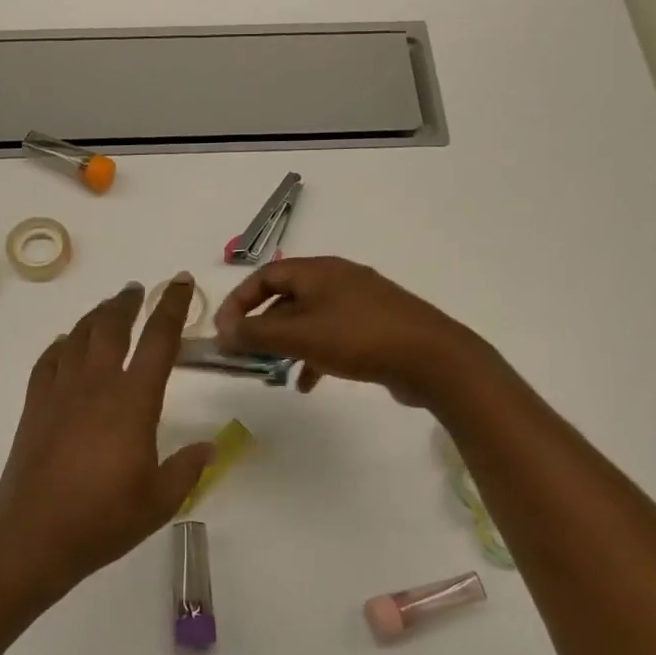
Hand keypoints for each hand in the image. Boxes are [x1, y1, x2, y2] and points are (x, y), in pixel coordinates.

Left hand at [0, 276, 213, 590]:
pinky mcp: (35, 406)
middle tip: (137, 291)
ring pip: (78, 336)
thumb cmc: (104, 519)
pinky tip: (66, 344)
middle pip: (112, 326)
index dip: (171, 306)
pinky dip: (61, 345)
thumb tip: (209, 448)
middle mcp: (97, 385)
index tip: (178, 283)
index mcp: (133, 402)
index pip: (159, 340)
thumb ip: (187, 469)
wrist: (35, 535)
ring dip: (96, 316)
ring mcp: (60, 392)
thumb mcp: (160, 500)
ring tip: (108, 308)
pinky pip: (48, 361)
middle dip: (127, 303)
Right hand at [213, 257, 484, 407]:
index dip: (238, 301)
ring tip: (272, 372)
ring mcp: (359, 303)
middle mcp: (337, 280)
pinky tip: (307, 384)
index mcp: (318, 271)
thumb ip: (257, 333)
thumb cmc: (359, 338)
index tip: (223, 332)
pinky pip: (332, 337)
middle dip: (262, 326)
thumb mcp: (301, 336)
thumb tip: (223, 331)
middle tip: (245, 355)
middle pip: (286, 298)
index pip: (265, 276)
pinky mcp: (374, 328)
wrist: (432, 358)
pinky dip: (313, 356)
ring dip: (286, 344)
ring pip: (308, 320)